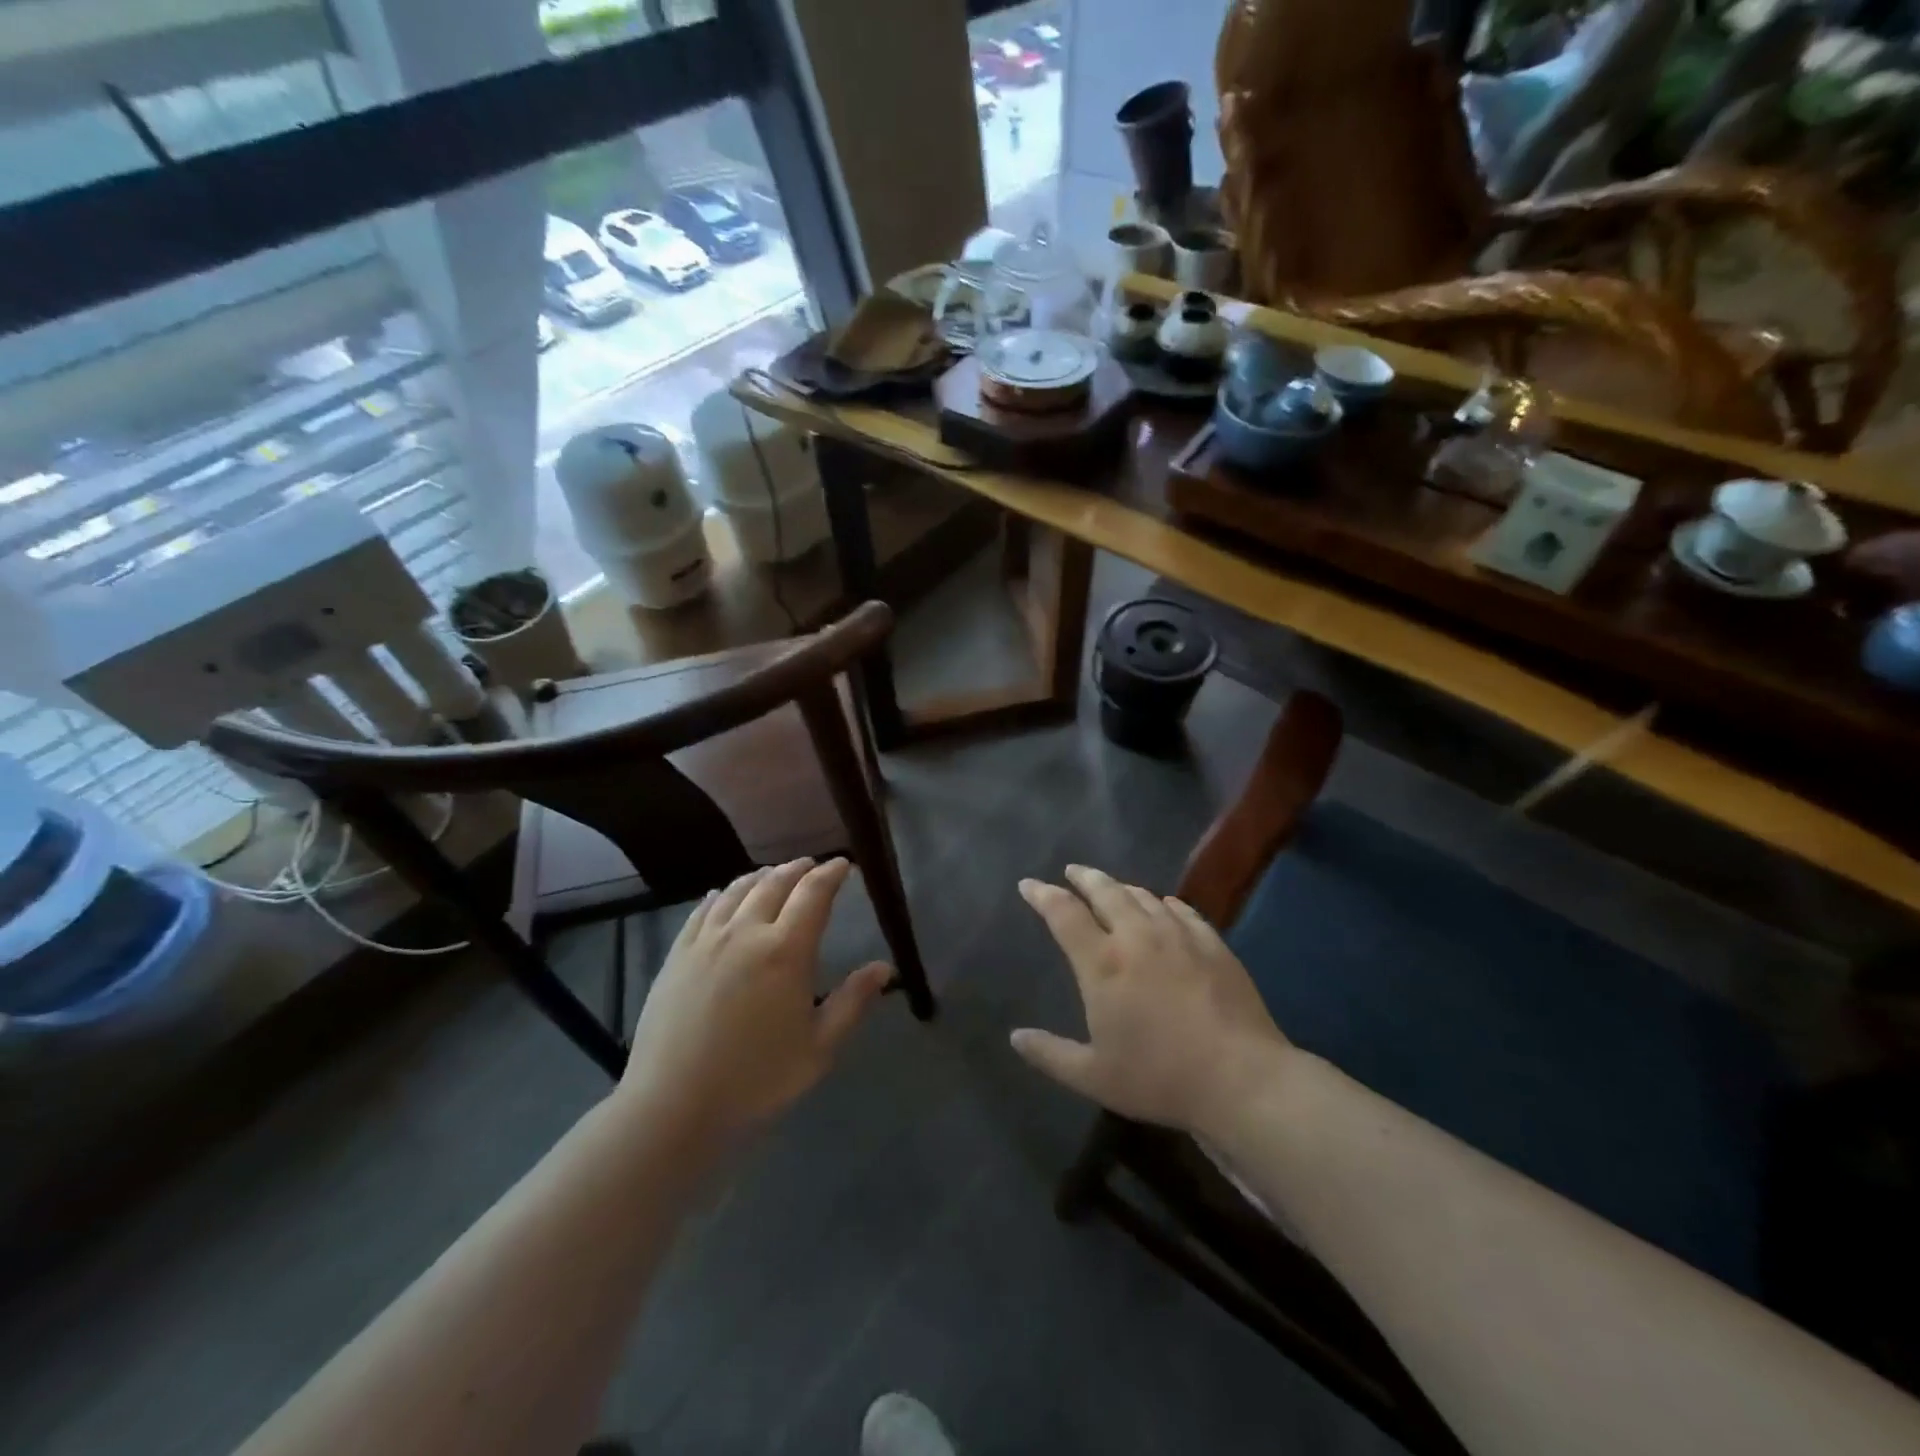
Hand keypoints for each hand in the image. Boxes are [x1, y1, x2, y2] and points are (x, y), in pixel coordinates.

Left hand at [619, 858, 891, 1138]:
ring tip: (773, 874)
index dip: (831, 874)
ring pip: (737, 890)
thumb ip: (853, 1001)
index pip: (814, 894)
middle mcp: (746, 932)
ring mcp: (707, 940)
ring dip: (761, 876)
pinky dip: (721, 894)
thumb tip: (884, 967)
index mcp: (786, 951)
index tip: (843, 864)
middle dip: (798, 869)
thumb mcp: (819, 1048)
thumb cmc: (756, 1080)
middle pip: (775, 883)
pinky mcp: (678, 954)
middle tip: (812, 865)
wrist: (674, 1105)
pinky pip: (703, 910)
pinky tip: (722, 894)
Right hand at [1011, 865, 1291, 1136]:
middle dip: (1083, 877)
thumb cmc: (1159, 1078)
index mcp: (1102, 962)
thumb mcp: (1093, 1077)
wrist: (1240, 1078)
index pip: (1063, 913)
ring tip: (1112, 887)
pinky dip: (1164, 902)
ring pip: (1142, 896)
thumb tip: (1016, 1037)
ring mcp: (1178, 935)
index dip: (1042, 895)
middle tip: (1071, 871)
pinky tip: (1164, 905)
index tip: (1028, 884)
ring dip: (1121, 886)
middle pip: (1105, 891)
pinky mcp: (1212, 943)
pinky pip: (1181, 909)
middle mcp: (1137, 936)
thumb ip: (1050, 1054)